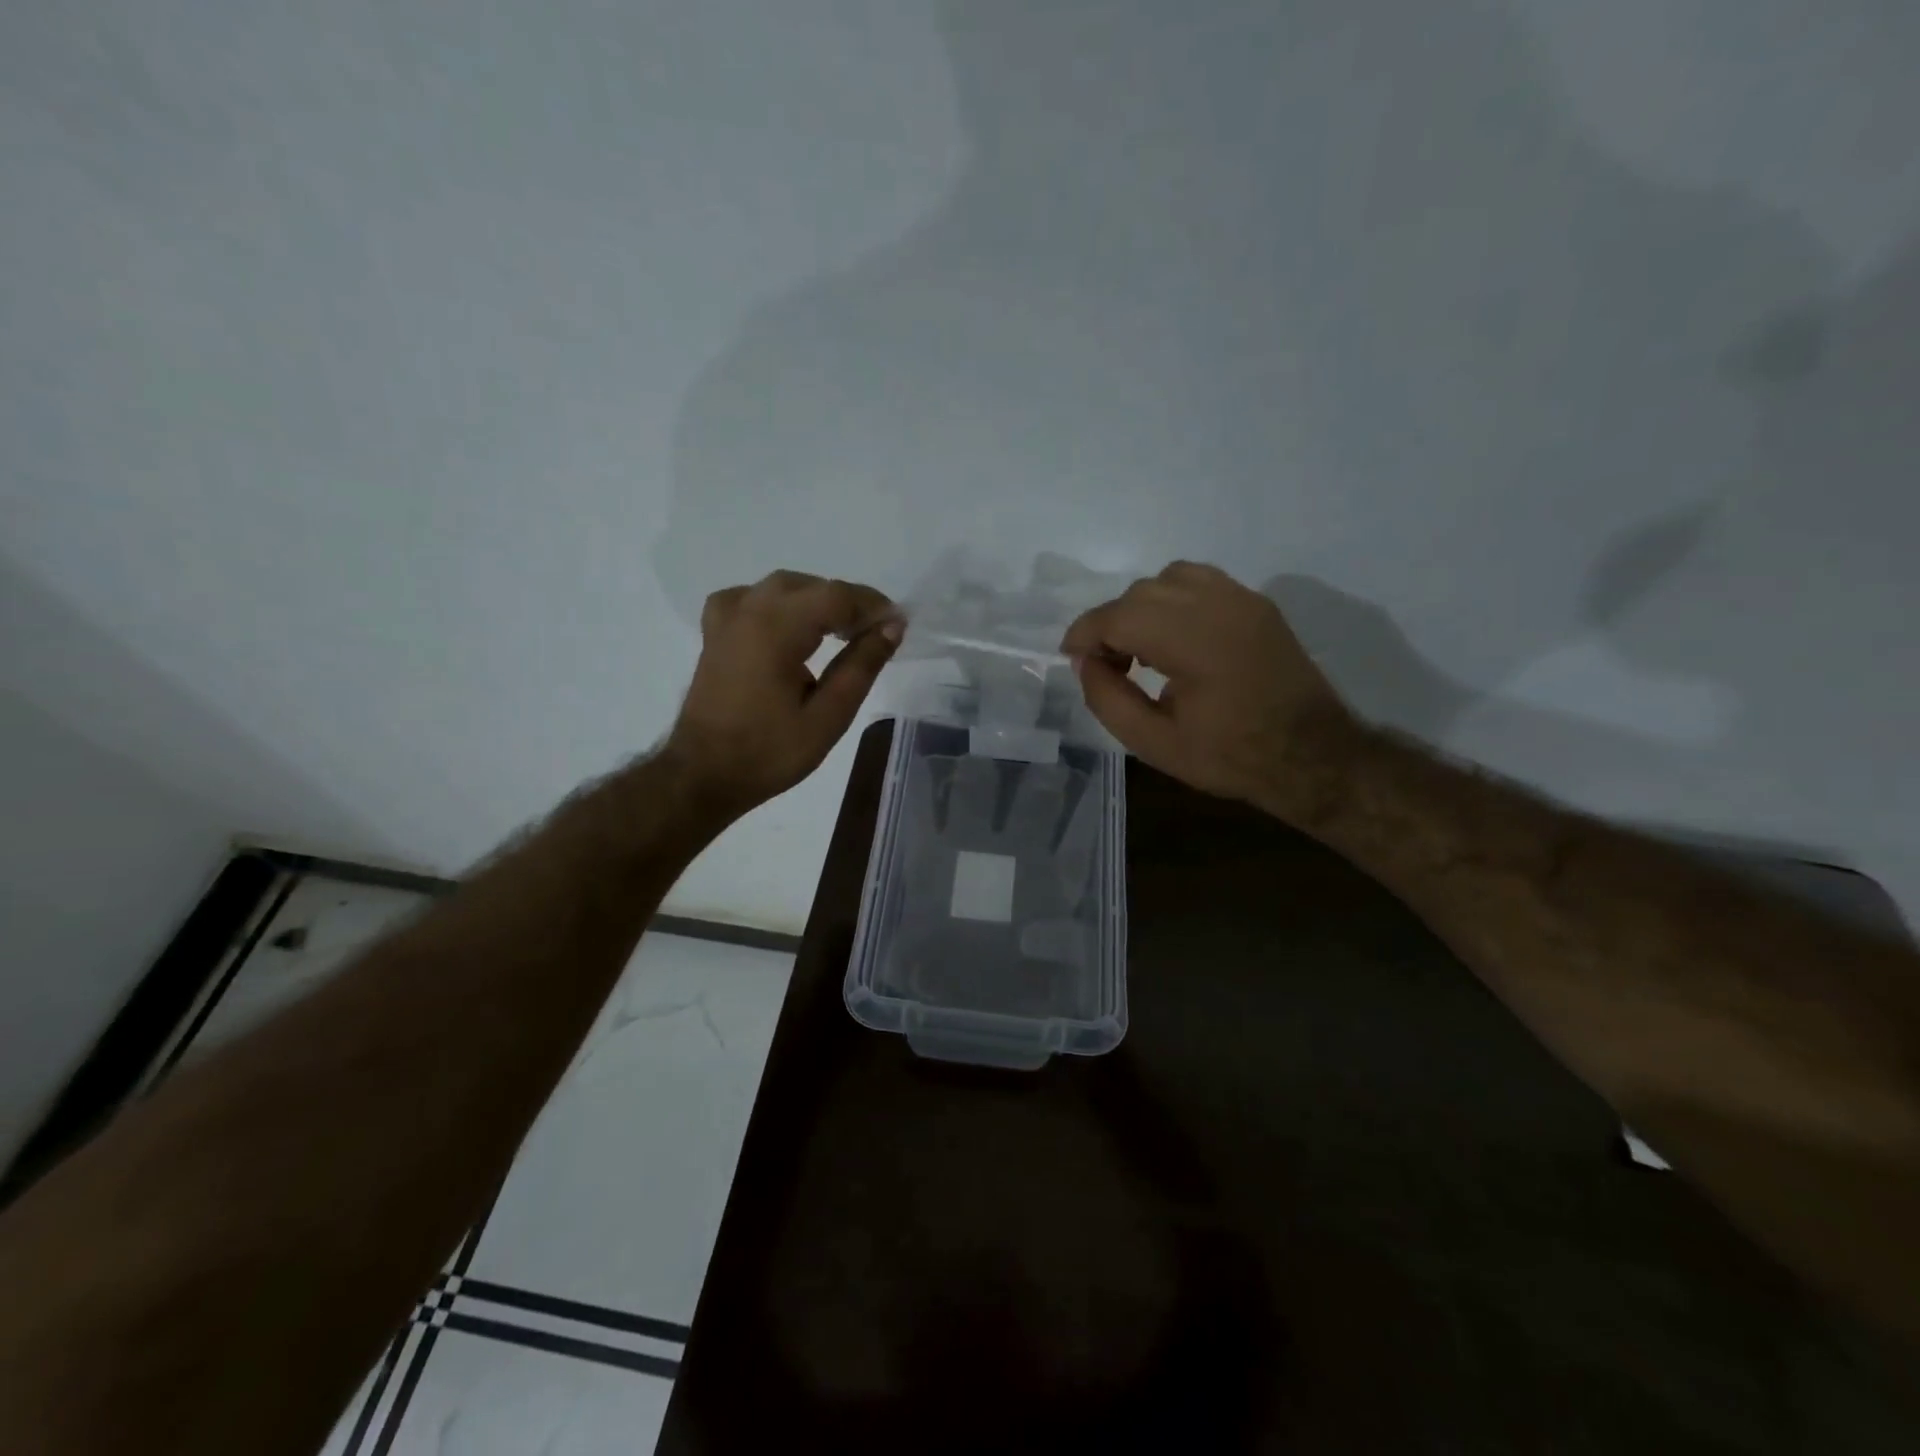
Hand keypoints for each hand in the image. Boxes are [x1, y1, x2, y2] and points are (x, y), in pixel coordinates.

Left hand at [666, 571, 901, 814]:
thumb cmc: (768, 753)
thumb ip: (861, 667)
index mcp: (776, 628)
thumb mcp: (828, 717)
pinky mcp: (716, 634)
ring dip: (817, 601)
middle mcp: (749, 611)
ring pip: (782, 588)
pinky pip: (751, 599)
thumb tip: (891, 628)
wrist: (703, 775)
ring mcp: (727, 619)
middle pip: (812, 587)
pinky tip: (788, 626)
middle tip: (874, 635)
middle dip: (849, 604)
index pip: (837, 596)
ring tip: (840, 631)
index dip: (873, 607)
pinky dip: (778, 604)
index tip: (899, 627)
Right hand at [1061, 561, 1356, 817]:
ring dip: (1143, 607)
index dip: (1085, 634)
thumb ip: (1108, 700)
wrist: (1312, 755)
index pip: (1119, 615)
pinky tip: (1176, 638)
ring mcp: (1242, 599)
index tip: (1072, 658)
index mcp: (1192, 641)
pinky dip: (1174, 599)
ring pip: (1170, 577)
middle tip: (1109, 666)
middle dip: (1112, 623)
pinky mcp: (1257, 604)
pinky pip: (1201, 582)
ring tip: (1142, 648)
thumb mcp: (1154, 744)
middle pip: (1141, 592)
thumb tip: (1085, 663)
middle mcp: (1217, 605)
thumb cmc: (1230, 756)